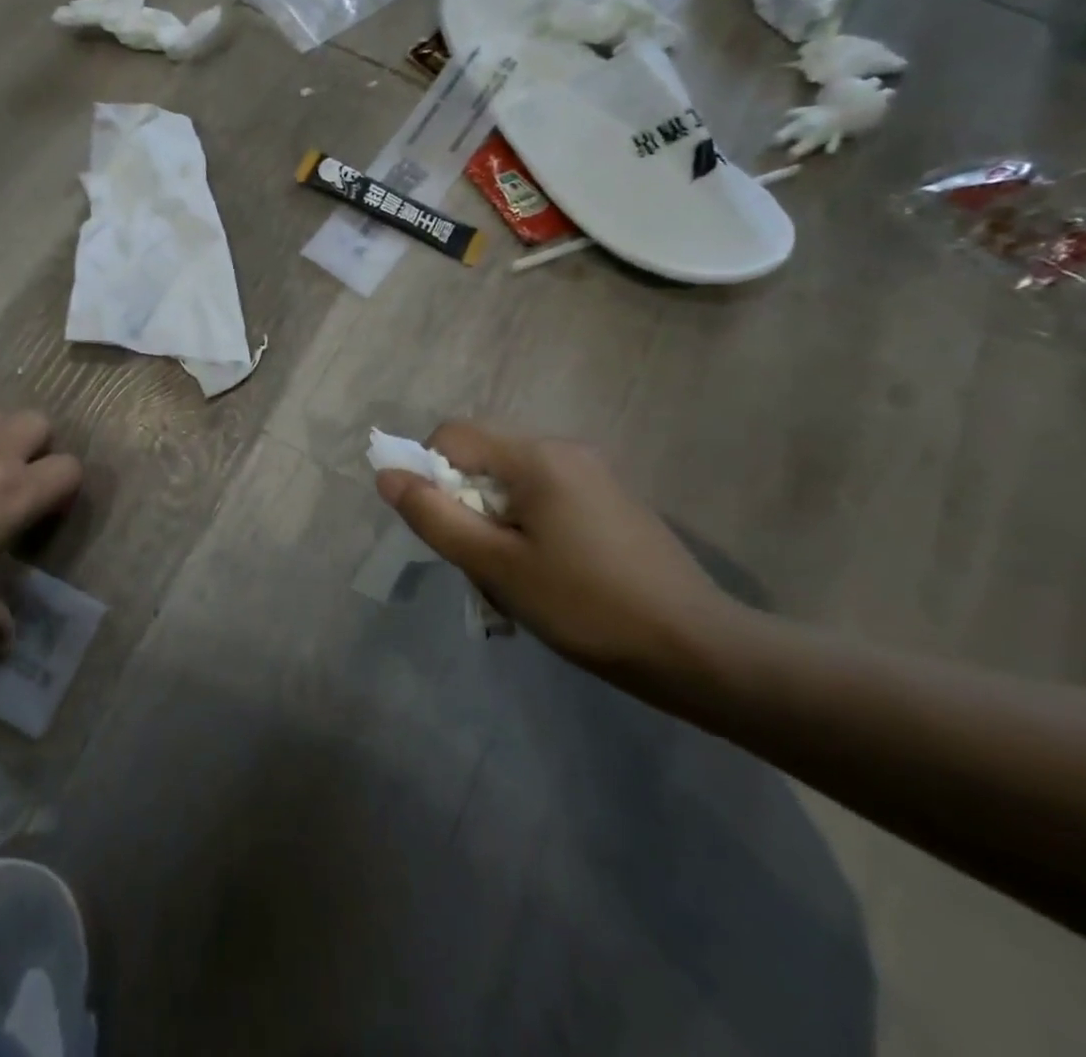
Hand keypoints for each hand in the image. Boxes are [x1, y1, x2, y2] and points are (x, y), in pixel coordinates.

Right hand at [375, 422, 739, 684]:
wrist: (699, 651)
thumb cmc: (587, 606)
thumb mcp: (496, 566)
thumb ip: (434, 516)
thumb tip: (386, 475)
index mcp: (537, 456)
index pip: (452, 435)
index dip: (427, 473)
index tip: (441, 528)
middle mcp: (565, 449)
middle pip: (482, 456)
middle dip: (462, 502)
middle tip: (477, 560)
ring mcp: (592, 473)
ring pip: (511, 480)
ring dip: (492, 519)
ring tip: (511, 576)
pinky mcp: (609, 499)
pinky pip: (543, 495)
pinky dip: (524, 524)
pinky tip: (545, 573)